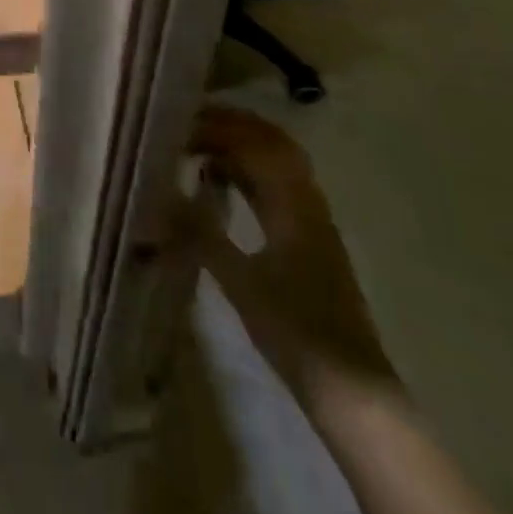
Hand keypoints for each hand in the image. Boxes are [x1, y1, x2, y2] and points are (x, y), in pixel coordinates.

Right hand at [190, 108, 397, 410]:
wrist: (352, 391)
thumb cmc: (296, 333)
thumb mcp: (240, 283)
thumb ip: (201, 233)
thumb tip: (160, 194)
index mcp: (293, 204)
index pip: (254, 143)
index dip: (217, 127)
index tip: (179, 125)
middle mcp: (307, 201)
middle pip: (271, 142)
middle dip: (231, 125)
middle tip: (189, 122)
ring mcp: (312, 219)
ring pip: (277, 161)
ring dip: (241, 145)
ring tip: (199, 144)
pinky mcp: (310, 238)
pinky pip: (278, 184)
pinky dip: (249, 170)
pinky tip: (223, 182)